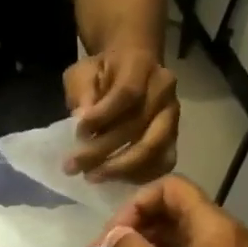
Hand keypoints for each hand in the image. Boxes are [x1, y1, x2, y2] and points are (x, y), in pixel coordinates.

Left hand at [63, 49, 178, 181]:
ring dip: (121, 169)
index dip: (102, 116)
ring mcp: (172, 115)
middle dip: (102, 151)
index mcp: (141, 66)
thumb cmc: (101, 71)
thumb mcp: (83, 72)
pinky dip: (139, 175)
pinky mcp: (174, 135)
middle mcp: (164, 90)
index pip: (127, 93)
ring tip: (92, 177)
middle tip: (73, 167)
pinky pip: (162, 162)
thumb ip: (82, 92)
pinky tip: (115, 180)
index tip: (78, 133)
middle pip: (138, 127)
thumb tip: (82, 117)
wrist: (131, 66)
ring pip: (153, 149)